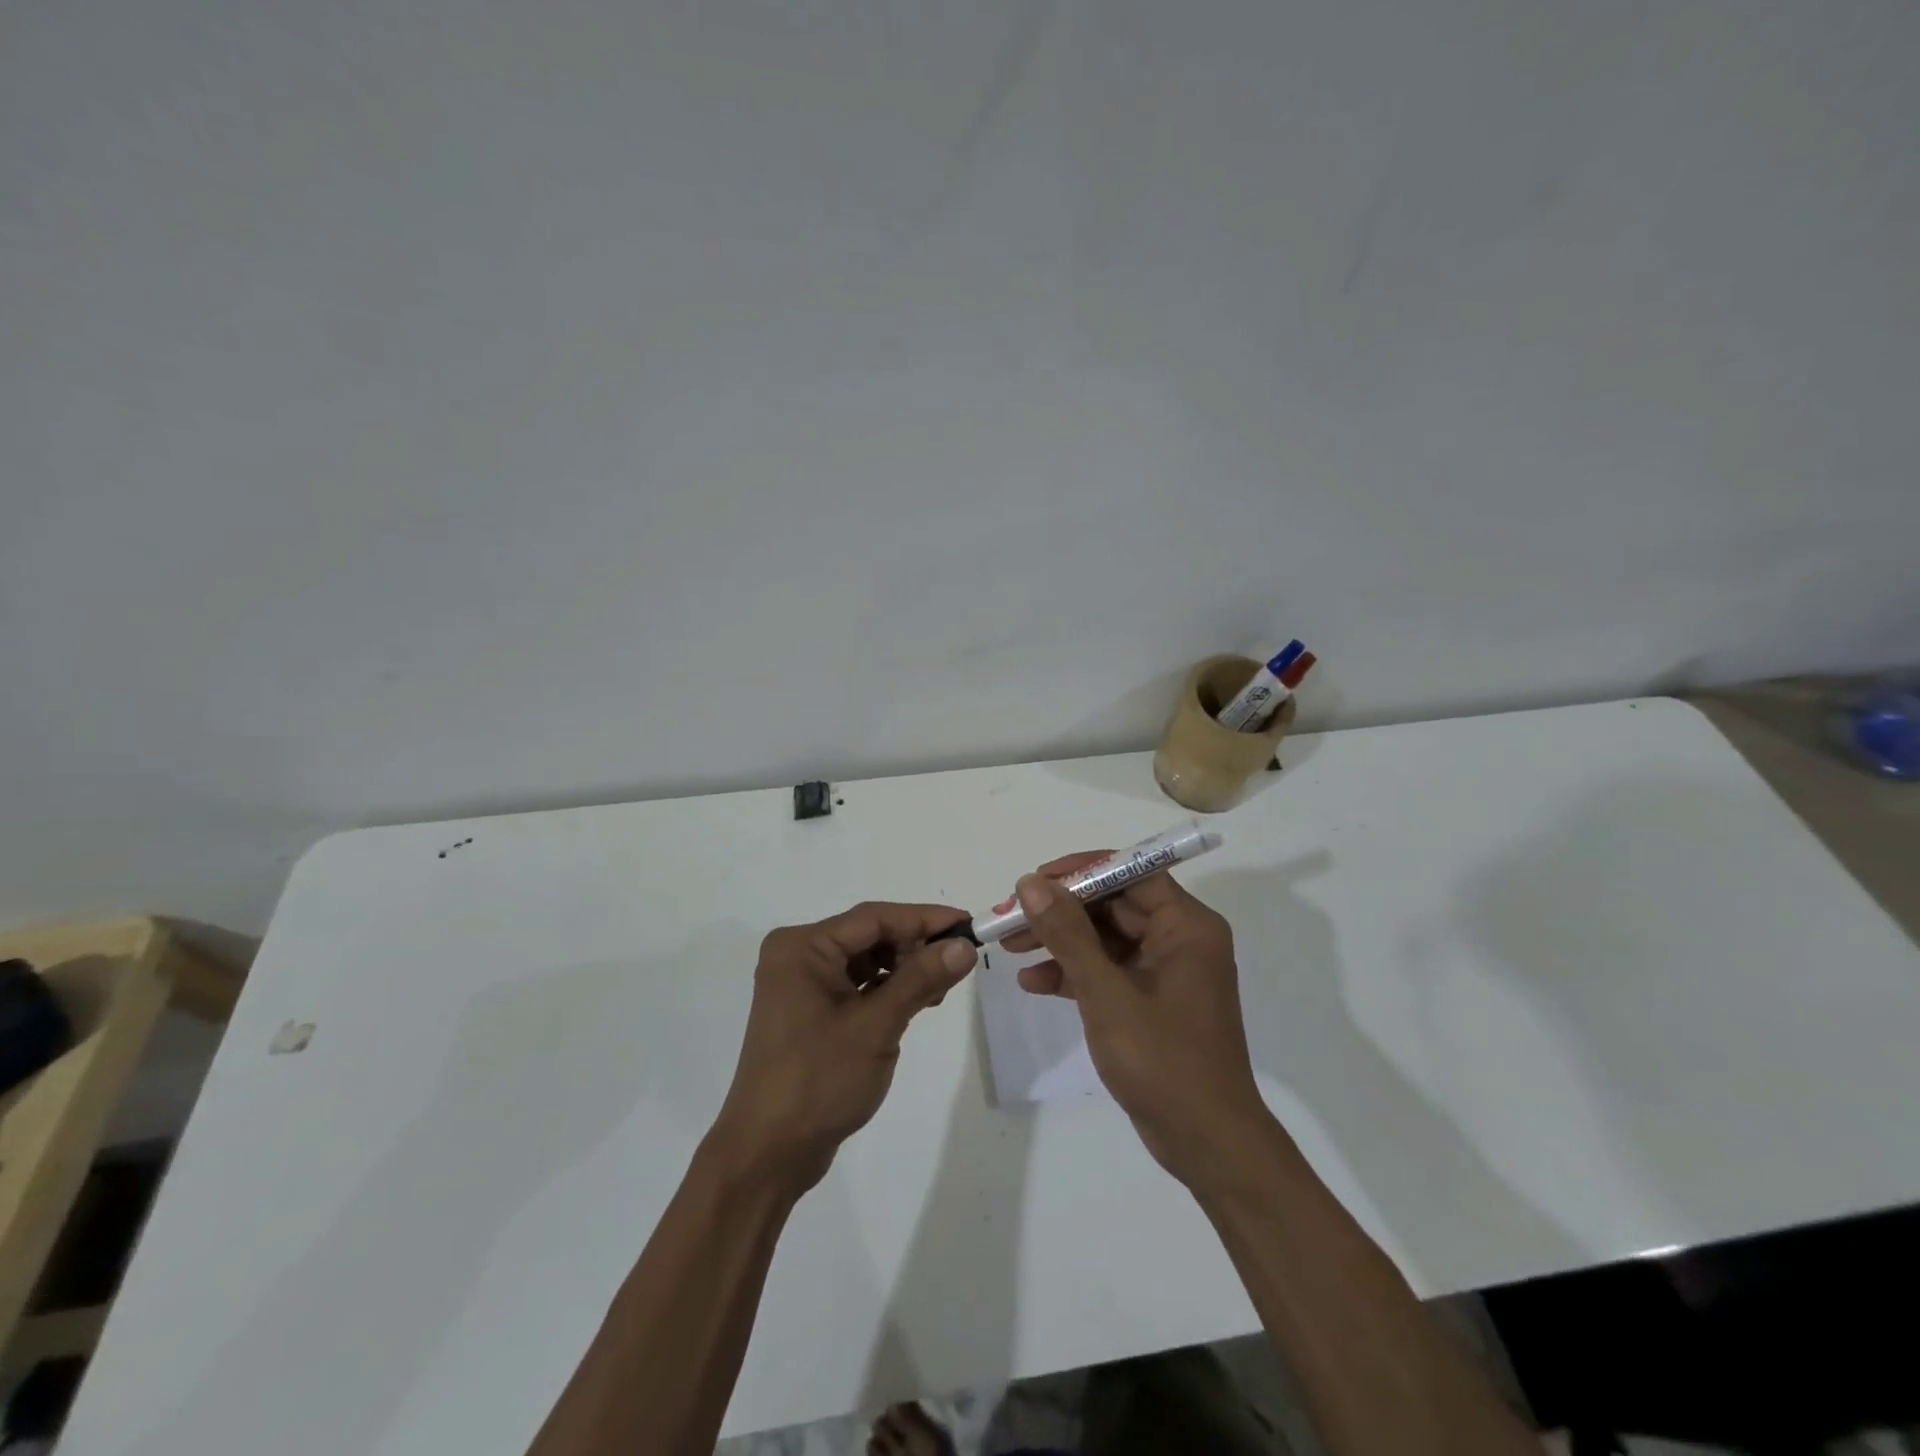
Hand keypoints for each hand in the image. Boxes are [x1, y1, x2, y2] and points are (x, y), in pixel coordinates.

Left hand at [709, 902, 977, 1194]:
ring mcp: (802, 985)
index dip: (924, 919)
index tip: (968, 924)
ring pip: (865, 960)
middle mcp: (798, 956)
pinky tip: (917, 1002)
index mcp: (802, 947)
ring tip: (941, 987)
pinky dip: (887, 990)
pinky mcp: (810, 1011)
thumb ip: (920, 980)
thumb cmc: (818, 1082)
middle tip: (959, 962)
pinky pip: (856, 985)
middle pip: (869, 936)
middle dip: (915, 947)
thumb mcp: (876, 1026)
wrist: (768, 1154)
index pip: (874, 918)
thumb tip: (964, 945)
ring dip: (904, 969)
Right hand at [1006, 858, 1270, 1189]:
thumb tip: (1031, 884)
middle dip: (1060, 912)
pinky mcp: (1150, 1002)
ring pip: (1104, 939)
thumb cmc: (1164, 1061)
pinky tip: (1033, 983)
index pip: (1130, 874)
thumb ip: (1068, 935)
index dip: (1080, 872)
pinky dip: (1073, 974)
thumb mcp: (1107, 994)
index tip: (1034, 882)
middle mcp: (1179, 940)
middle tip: (1011, 919)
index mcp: (1186, 926)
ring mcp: (1165, 972)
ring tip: (1010, 949)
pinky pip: (1107, 972)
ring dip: (1060, 942)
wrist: (1206, 1144)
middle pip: (1112, 905)